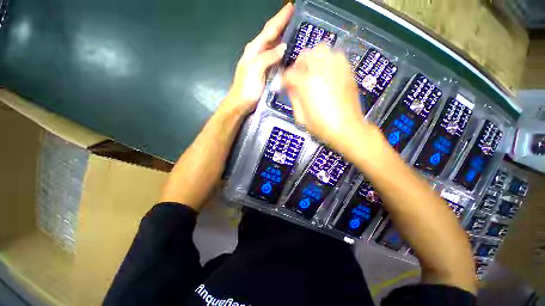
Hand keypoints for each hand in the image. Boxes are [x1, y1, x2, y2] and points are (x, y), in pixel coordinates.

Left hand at [223, 3, 293, 114]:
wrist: (241, 103)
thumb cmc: (246, 87)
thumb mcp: (255, 69)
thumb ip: (268, 57)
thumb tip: (283, 47)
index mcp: (255, 49)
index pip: (269, 29)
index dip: (280, 18)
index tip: (291, 6)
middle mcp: (259, 53)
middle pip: (272, 35)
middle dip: (284, 25)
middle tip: (297, 18)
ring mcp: (263, 63)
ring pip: (275, 46)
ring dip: (285, 38)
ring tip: (297, 32)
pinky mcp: (267, 72)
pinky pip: (276, 59)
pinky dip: (283, 53)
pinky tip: (289, 52)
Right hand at [283, 45, 378, 152]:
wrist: (347, 129)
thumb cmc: (321, 126)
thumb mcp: (301, 117)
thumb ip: (294, 99)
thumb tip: (290, 87)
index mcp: (306, 84)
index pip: (289, 74)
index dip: (284, 80)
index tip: (284, 85)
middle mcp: (320, 71)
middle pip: (305, 55)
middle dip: (298, 64)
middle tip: (298, 75)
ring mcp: (336, 69)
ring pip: (321, 50)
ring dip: (313, 58)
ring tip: (312, 71)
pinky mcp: (347, 72)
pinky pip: (336, 56)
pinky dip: (328, 60)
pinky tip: (327, 72)